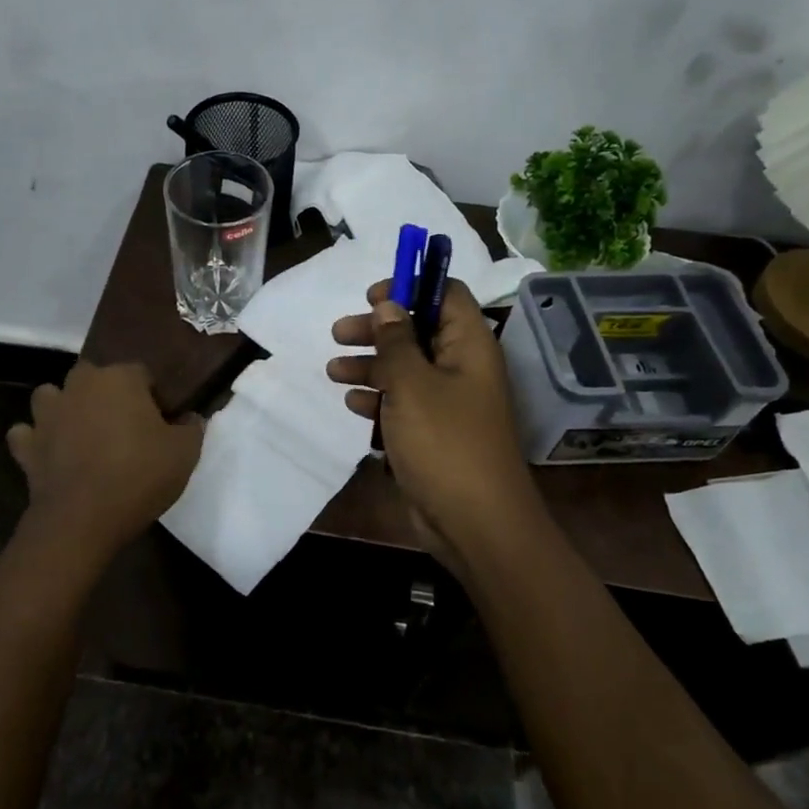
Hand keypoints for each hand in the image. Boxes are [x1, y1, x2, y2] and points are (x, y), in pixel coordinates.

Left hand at [6, 361, 203, 555]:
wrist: (82, 518)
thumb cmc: (139, 476)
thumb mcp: (185, 453)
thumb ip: (192, 427)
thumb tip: (191, 417)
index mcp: (120, 378)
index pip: (142, 374)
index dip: (153, 397)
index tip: (162, 423)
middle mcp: (80, 385)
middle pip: (95, 378)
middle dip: (108, 395)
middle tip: (125, 428)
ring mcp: (48, 413)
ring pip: (52, 396)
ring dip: (64, 408)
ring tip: (82, 433)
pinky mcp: (26, 445)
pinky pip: (27, 433)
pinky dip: (37, 440)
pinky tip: (50, 453)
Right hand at [327, 280, 539, 560]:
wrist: (474, 522)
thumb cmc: (445, 442)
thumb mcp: (412, 384)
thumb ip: (396, 341)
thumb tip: (388, 305)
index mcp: (469, 346)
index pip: (447, 294)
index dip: (411, 286)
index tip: (372, 296)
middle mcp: (461, 367)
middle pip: (418, 330)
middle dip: (377, 329)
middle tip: (339, 332)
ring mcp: (448, 402)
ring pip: (405, 369)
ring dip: (370, 366)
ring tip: (333, 371)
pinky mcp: (433, 433)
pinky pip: (403, 404)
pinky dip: (379, 399)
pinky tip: (354, 404)